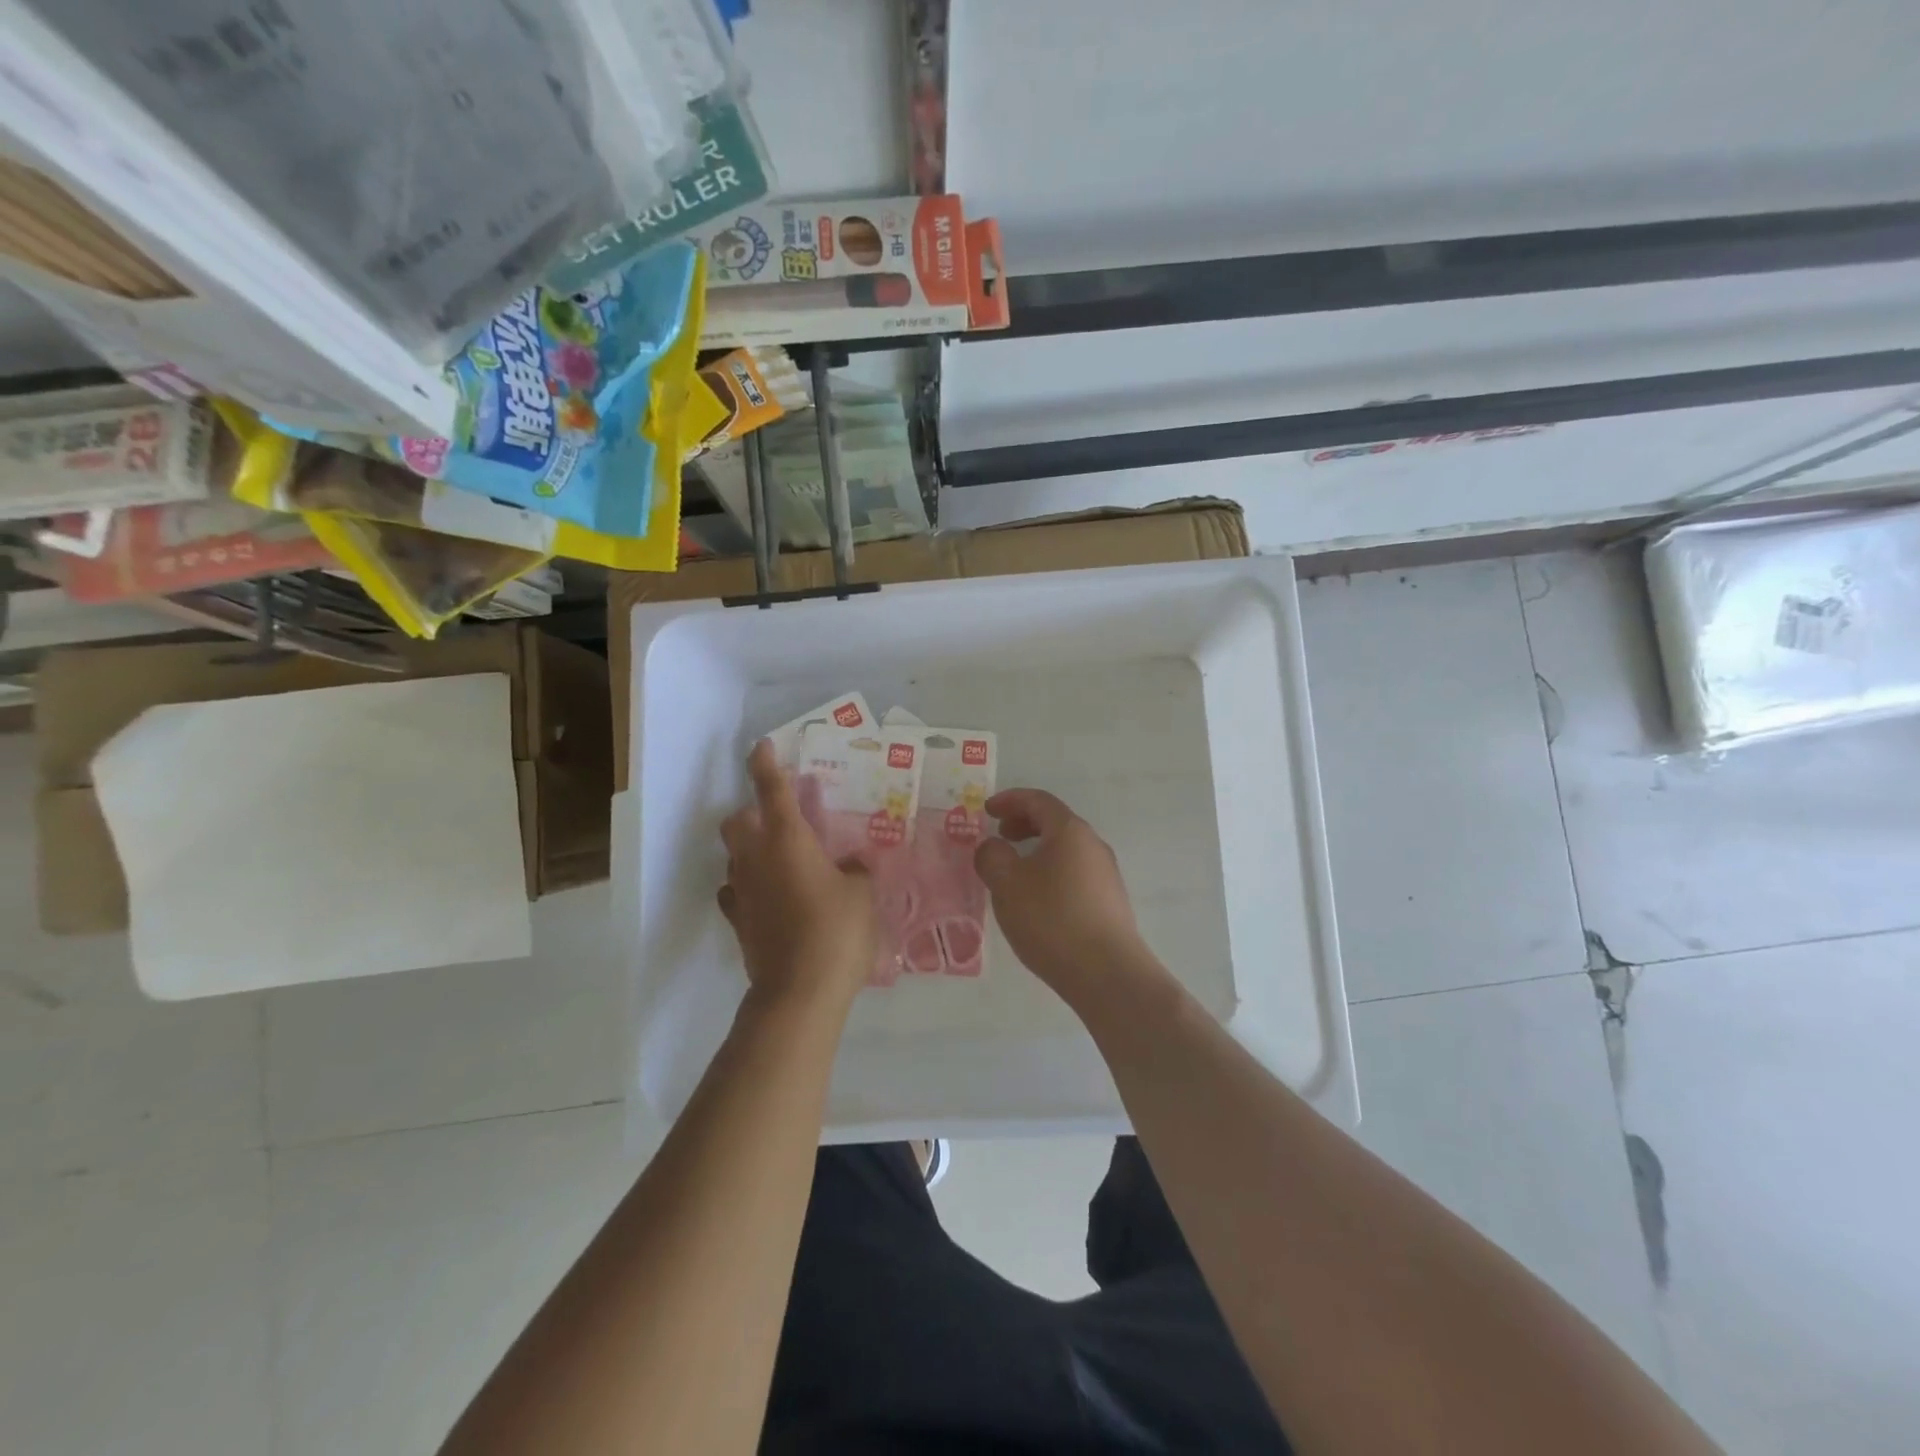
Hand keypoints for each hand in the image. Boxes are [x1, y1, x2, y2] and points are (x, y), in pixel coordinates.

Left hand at [719, 740, 874, 1013]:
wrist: (799, 992)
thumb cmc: (836, 931)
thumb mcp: (862, 894)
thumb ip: (855, 871)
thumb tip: (849, 865)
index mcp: (788, 839)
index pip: (771, 789)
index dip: (765, 764)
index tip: (762, 746)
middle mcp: (757, 858)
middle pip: (737, 821)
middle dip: (752, 814)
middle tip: (782, 823)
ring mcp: (742, 891)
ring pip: (735, 856)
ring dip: (752, 851)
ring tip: (783, 863)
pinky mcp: (738, 922)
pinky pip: (736, 893)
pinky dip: (749, 888)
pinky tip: (770, 898)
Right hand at [973, 789, 1151, 1006]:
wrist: (1107, 973)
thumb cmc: (1051, 918)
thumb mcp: (1007, 884)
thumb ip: (992, 856)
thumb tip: (994, 846)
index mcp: (1070, 831)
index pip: (1039, 800)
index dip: (1010, 800)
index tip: (987, 810)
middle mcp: (1093, 845)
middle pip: (1055, 823)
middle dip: (1024, 824)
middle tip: (1000, 836)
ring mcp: (1106, 875)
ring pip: (1065, 850)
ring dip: (1037, 852)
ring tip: (1013, 873)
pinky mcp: (1109, 902)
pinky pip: (1074, 874)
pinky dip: (1050, 873)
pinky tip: (1037, 901)